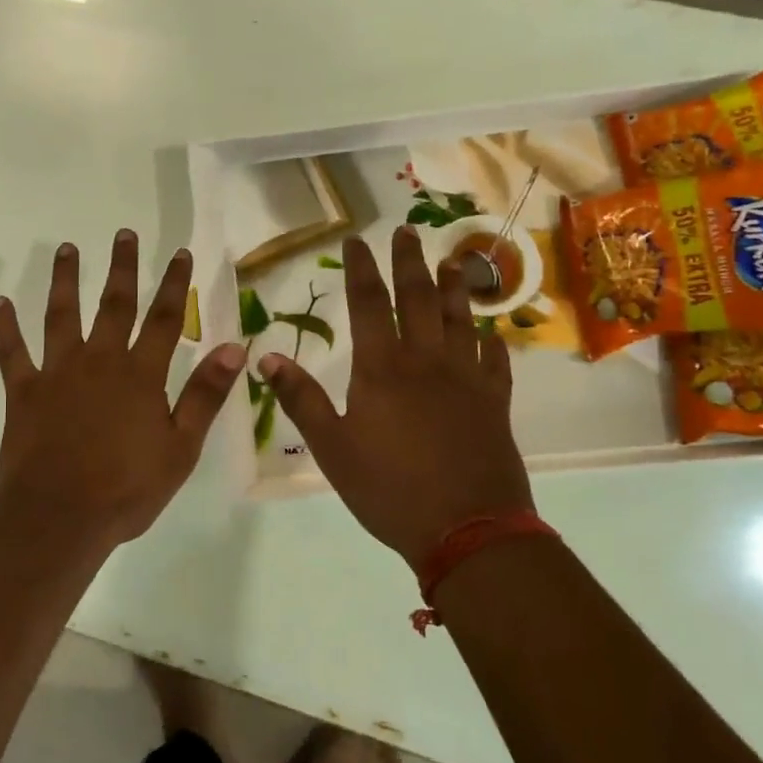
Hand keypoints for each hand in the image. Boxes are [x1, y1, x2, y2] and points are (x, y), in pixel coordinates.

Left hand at [0, 230, 246, 545]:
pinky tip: (1, 303)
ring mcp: (57, 373)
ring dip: (64, 280)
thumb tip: (234, 347)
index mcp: (140, 375)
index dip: (173, 284)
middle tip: (122, 233)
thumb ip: (205, 395)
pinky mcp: (23, 391)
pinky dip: (5, 327)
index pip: (163, 319)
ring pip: (60, 315)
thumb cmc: (127, 489)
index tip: (179, 253)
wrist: (59, 517)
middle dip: (121, 267)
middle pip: (113, 304)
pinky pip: (12, 352)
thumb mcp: (180, 448)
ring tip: (66, 249)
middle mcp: (99, 361)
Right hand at [260, 227, 533, 569]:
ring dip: (454, 288)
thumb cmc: (389, 489)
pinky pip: (496, 363)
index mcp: (382, 369)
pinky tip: (492, 334)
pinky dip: (492, 343)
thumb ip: (300, 399)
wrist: (468, 530)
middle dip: (409, 262)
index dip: (361, 268)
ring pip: (460, 321)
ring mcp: (466, 380)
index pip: (369, 304)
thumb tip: (266, 358)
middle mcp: (426, 362)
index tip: (357, 239)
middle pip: (417, 299)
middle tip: (406, 232)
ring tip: (452, 262)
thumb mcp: (331, 448)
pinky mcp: (495, 404)